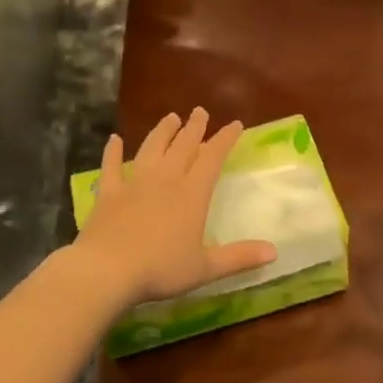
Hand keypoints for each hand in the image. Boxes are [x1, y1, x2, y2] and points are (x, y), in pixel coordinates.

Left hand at [74, 108, 276, 306]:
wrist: (107, 270)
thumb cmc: (160, 269)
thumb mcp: (205, 268)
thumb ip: (239, 257)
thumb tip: (274, 252)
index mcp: (192, 194)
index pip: (212, 158)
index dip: (224, 139)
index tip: (234, 124)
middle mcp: (165, 180)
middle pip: (182, 146)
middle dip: (194, 128)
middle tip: (199, 111)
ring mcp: (134, 184)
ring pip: (151, 149)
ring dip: (161, 132)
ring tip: (170, 118)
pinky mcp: (108, 194)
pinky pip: (111, 167)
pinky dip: (113, 152)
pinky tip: (114, 140)